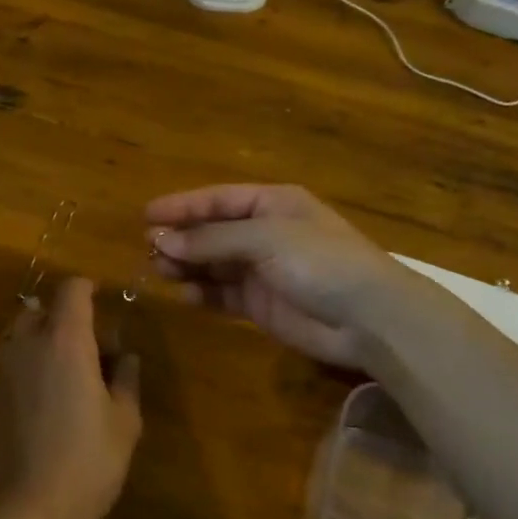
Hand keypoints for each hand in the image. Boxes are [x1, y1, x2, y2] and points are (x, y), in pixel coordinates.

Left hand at [0, 278, 141, 518]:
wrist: (32, 504)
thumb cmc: (89, 459)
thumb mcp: (125, 421)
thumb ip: (126, 379)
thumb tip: (126, 357)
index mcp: (66, 339)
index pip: (72, 289)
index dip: (88, 289)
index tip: (104, 303)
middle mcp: (29, 341)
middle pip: (43, 306)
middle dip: (66, 316)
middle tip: (91, 347)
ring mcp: (5, 364)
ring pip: (23, 330)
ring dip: (44, 336)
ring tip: (68, 370)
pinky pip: (12, 356)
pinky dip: (30, 359)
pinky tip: (47, 394)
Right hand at [146, 184, 407, 366]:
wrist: (370, 319)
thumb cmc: (320, 261)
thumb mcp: (265, 239)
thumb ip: (211, 240)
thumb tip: (161, 240)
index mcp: (272, 204)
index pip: (217, 200)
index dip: (182, 206)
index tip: (147, 215)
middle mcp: (264, 233)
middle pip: (211, 231)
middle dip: (181, 237)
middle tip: (149, 247)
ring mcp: (262, 270)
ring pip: (212, 263)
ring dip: (186, 264)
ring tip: (160, 270)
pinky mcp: (260, 304)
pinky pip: (221, 293)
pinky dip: (201, 292)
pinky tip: (182, 293)